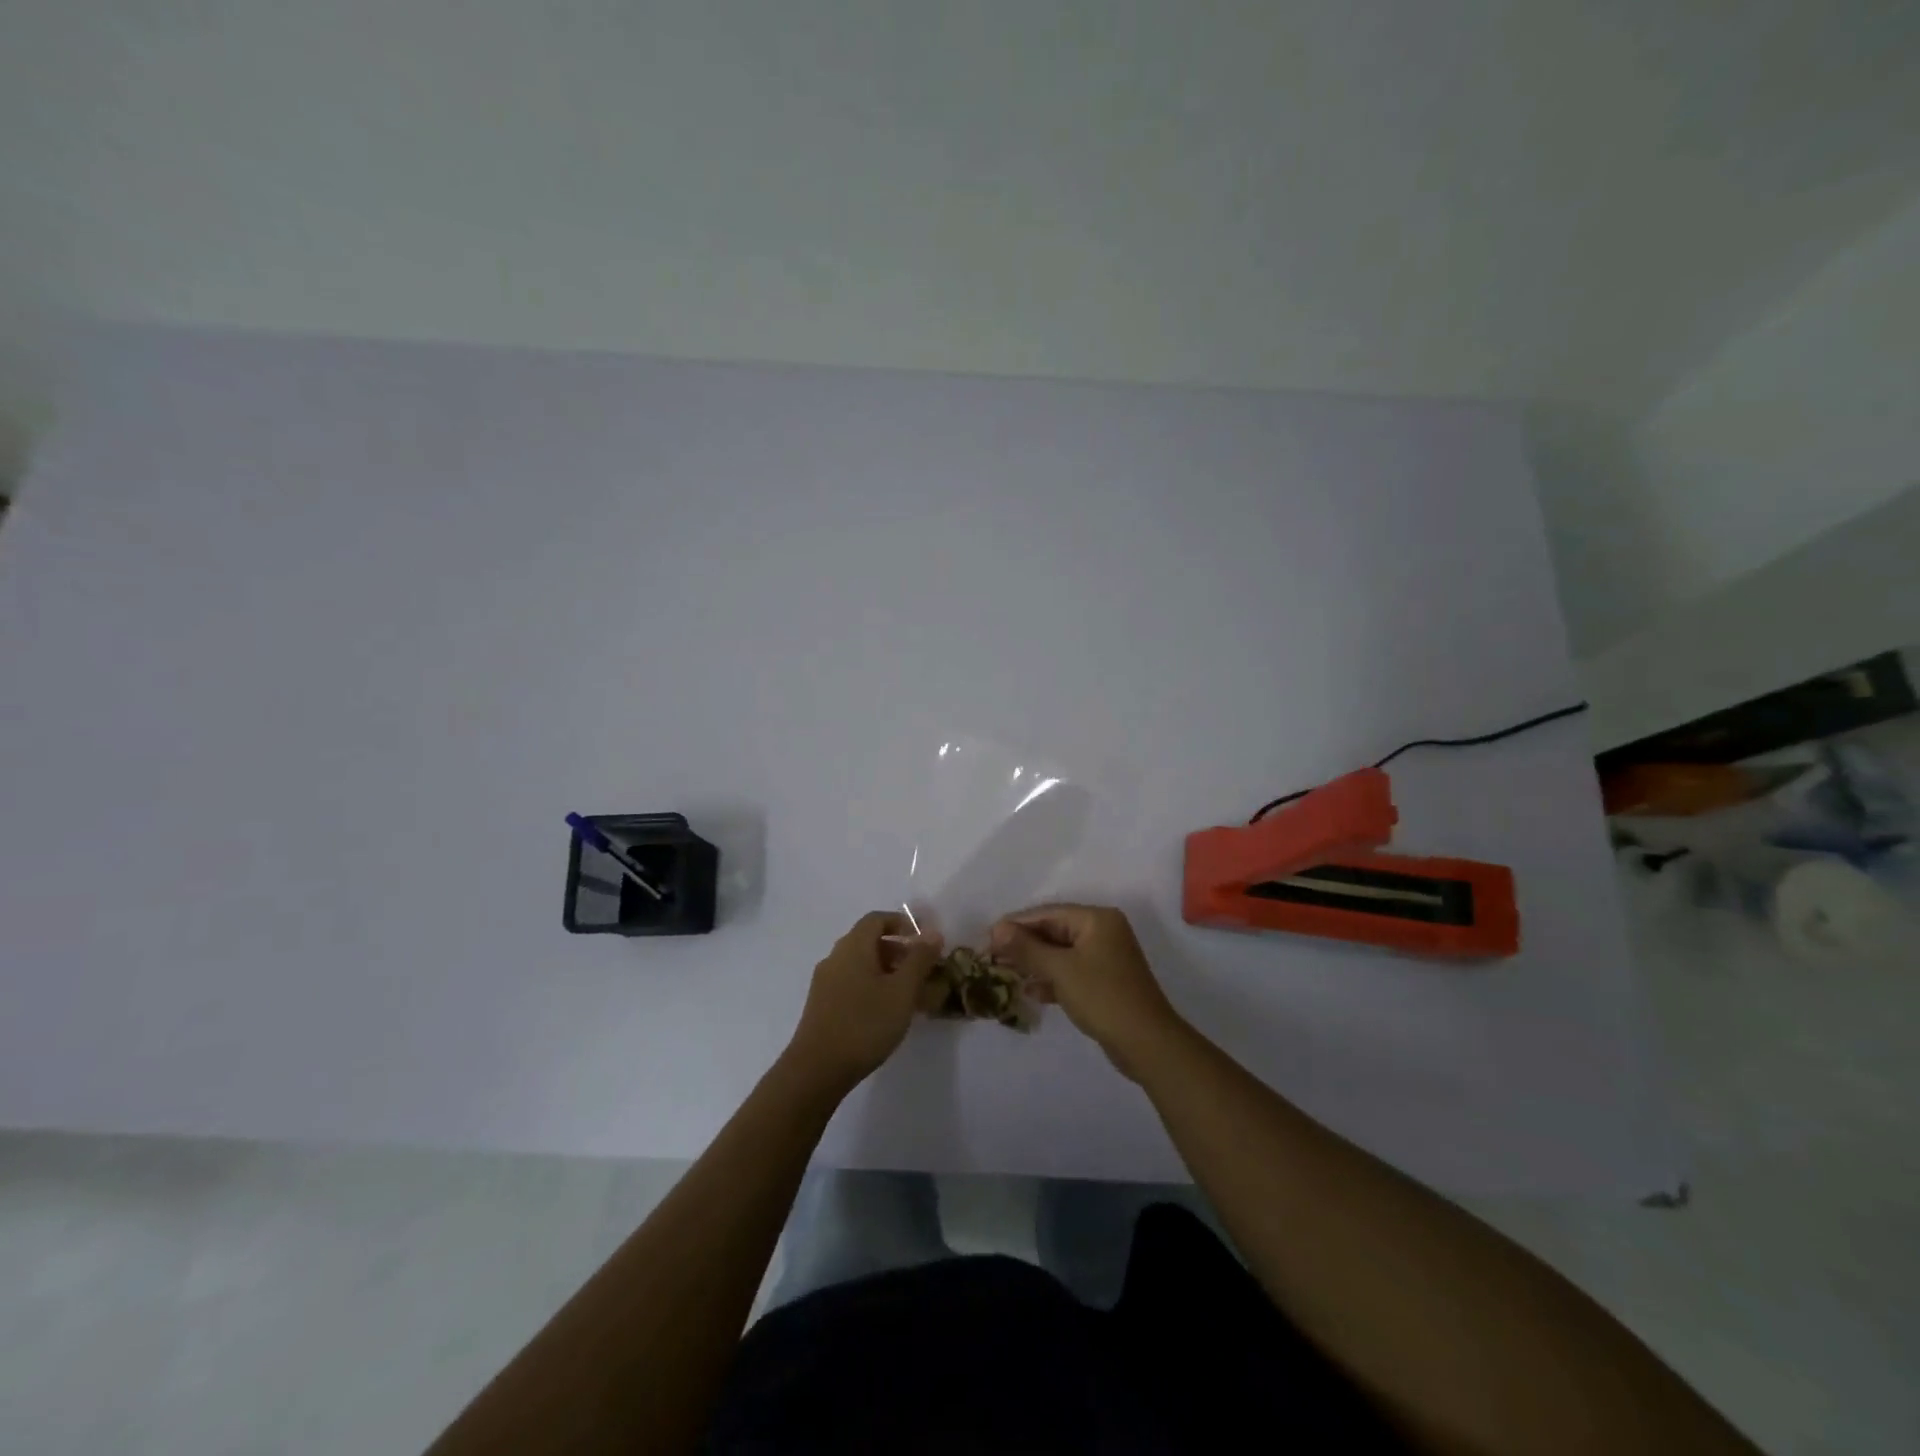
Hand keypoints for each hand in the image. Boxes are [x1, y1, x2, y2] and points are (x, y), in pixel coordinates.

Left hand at [785, 912, 940, 1095]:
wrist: (817, 1069)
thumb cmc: (865, 1024)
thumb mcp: (902, 991)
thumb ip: (919, 959)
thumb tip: (932, 933)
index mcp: (853, 946)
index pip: (877, 919)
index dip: (902, 923)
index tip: (924, 941)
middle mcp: (836, 957)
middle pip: (868, 941)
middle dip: (898, 950)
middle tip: (921, 971)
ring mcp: (825, 981)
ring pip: (860, 964)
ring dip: (886, 971)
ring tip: (908, 995)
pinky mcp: (821, 1005)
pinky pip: (851, 983)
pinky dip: (871, 986)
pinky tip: (885, 1012)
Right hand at [990, 904, 1181, 1080]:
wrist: (1147, 1043)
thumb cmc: (1102, 997)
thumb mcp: (1060, 970)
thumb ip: (1026, 948)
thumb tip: (996, 929)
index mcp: (1096, 919)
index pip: (1048, 913)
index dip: (1016, 924)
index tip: (987, 938)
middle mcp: (1103, 932)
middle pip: (1054, 931)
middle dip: (1024, 945)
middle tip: (991, 957)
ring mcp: (1106, 958)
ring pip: (1061, 954)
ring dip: (1034, 963)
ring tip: (1004, 973)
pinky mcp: (1105, 982)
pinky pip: (1071, 972)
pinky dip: (1051, 979)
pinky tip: (1030, 992)